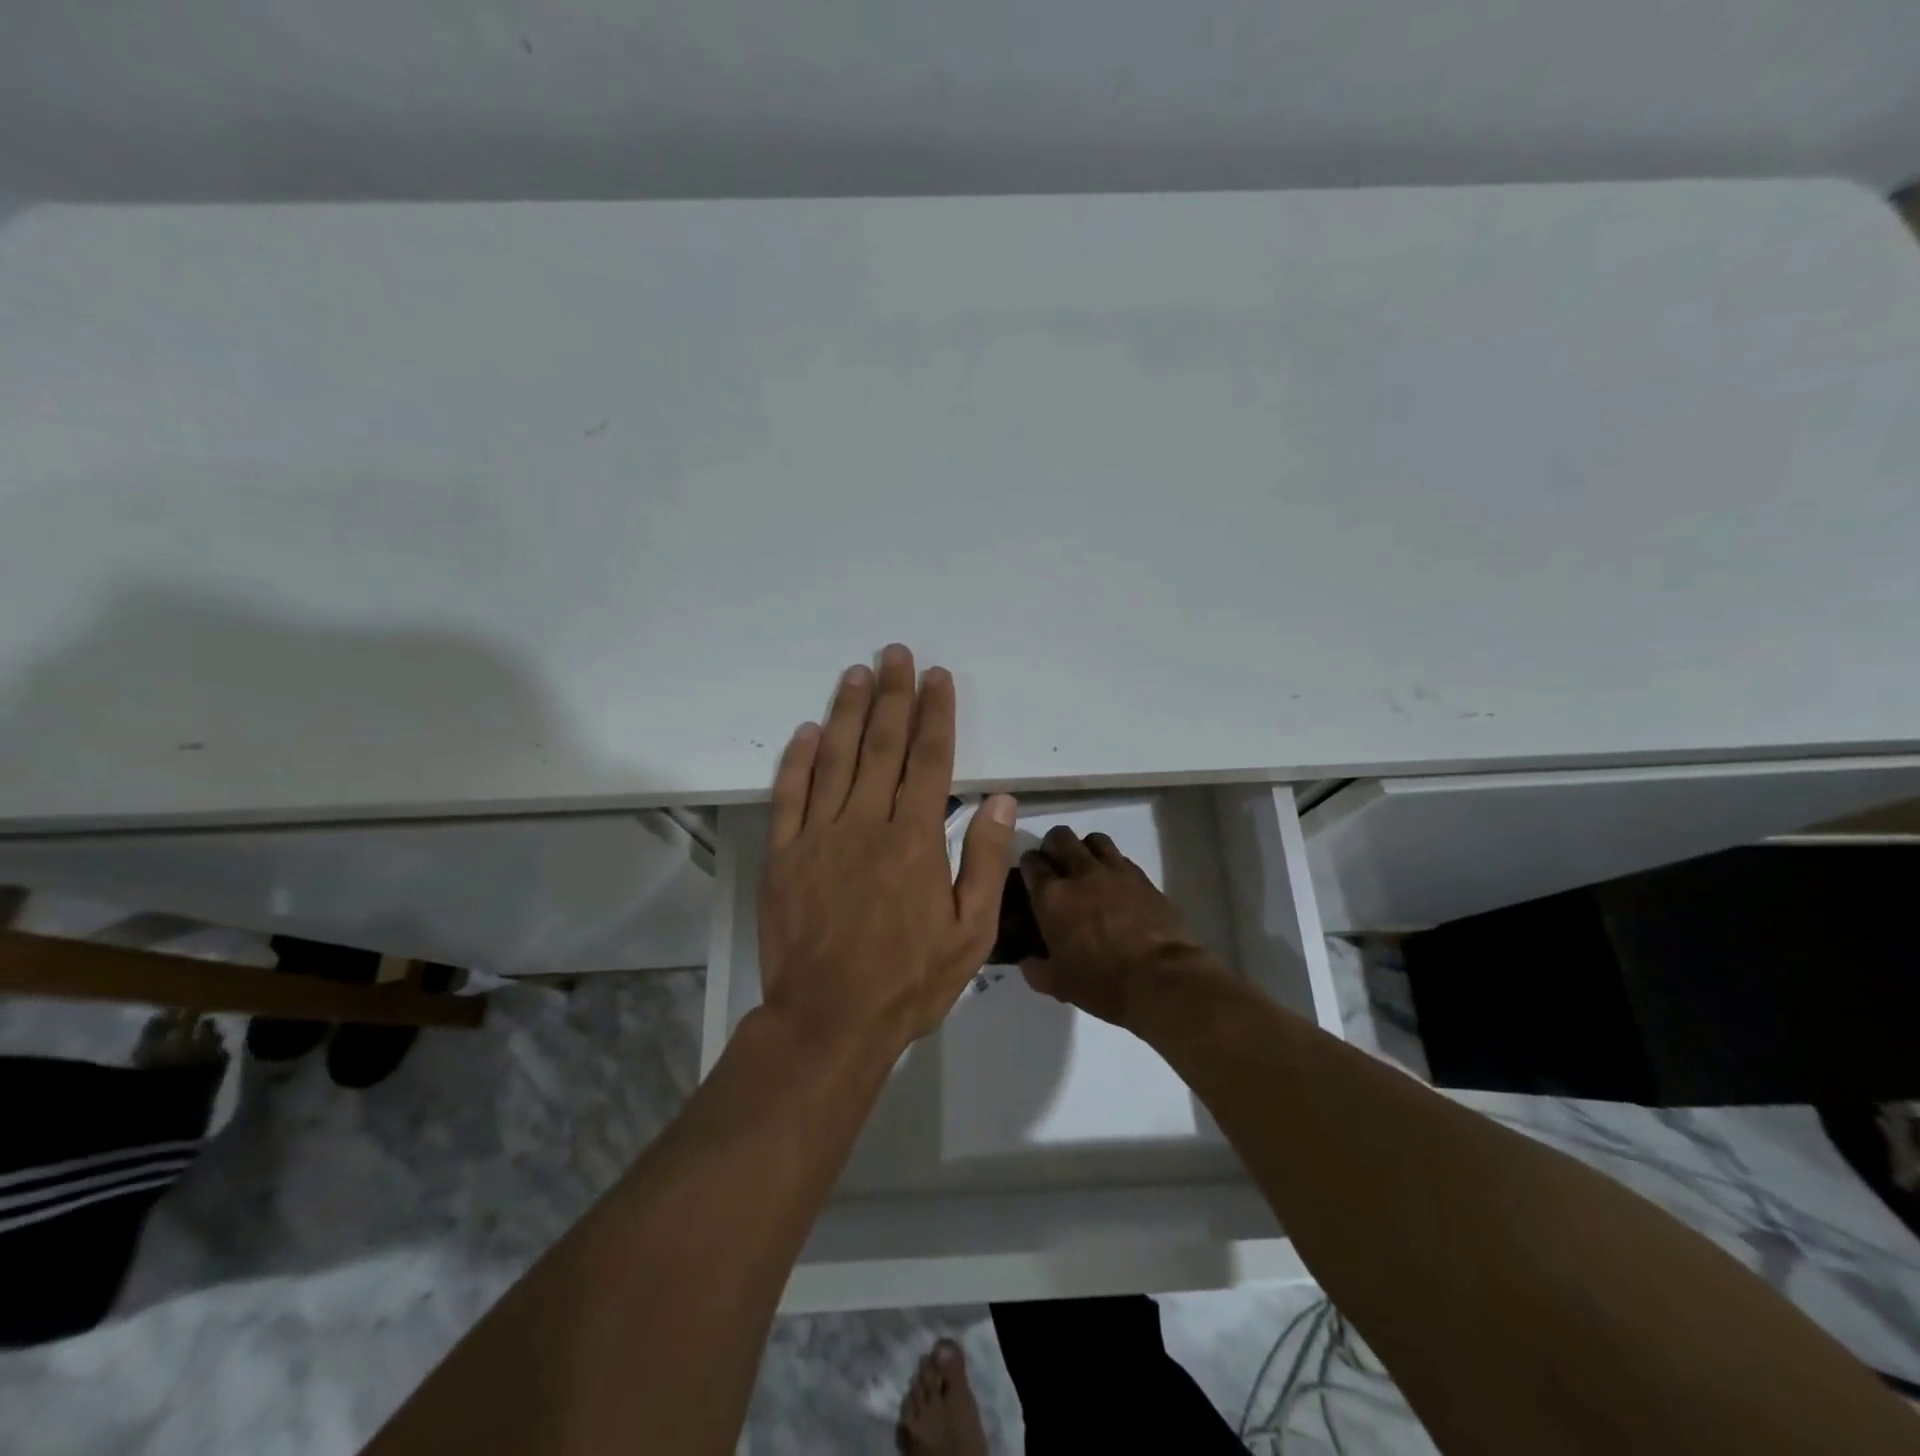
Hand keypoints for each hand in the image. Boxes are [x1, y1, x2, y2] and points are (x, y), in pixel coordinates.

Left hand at [758, 644, 1017, 1056]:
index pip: (930, 760)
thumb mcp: (971, 933)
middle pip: (882, 746)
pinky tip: (808, 731)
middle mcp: (866, 824)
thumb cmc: (909, 981)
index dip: (935, 714)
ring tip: (857, 673)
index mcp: (914, 840)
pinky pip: (789, 796)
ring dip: (847, 712)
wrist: (829, 1021)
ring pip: (835, 759)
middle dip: (892, 696)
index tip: (937, 678)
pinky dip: (798, 760)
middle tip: (896, 655)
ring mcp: (818, 836)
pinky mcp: (783, 855)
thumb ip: (983, 862)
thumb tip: (1000, 801)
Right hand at [1018, 826, 1215, 1027]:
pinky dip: (1113, 865)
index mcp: (1052, 896)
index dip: (1028, 866)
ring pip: (1094, 839)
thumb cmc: (1101, 982)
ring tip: (1087, 868)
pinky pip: (1122, 858)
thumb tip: (1028, 960)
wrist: (1160, 979)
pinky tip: (1116, 885)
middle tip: (1056, 866)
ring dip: (1085, 849)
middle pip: (1060, 837)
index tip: (1030, 878)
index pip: (1031, 862)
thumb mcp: (1057, 984)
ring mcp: (1115, 871)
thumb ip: (1035, 968)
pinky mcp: (1143, 878)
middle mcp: (1080, 873)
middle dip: (1053, 846)